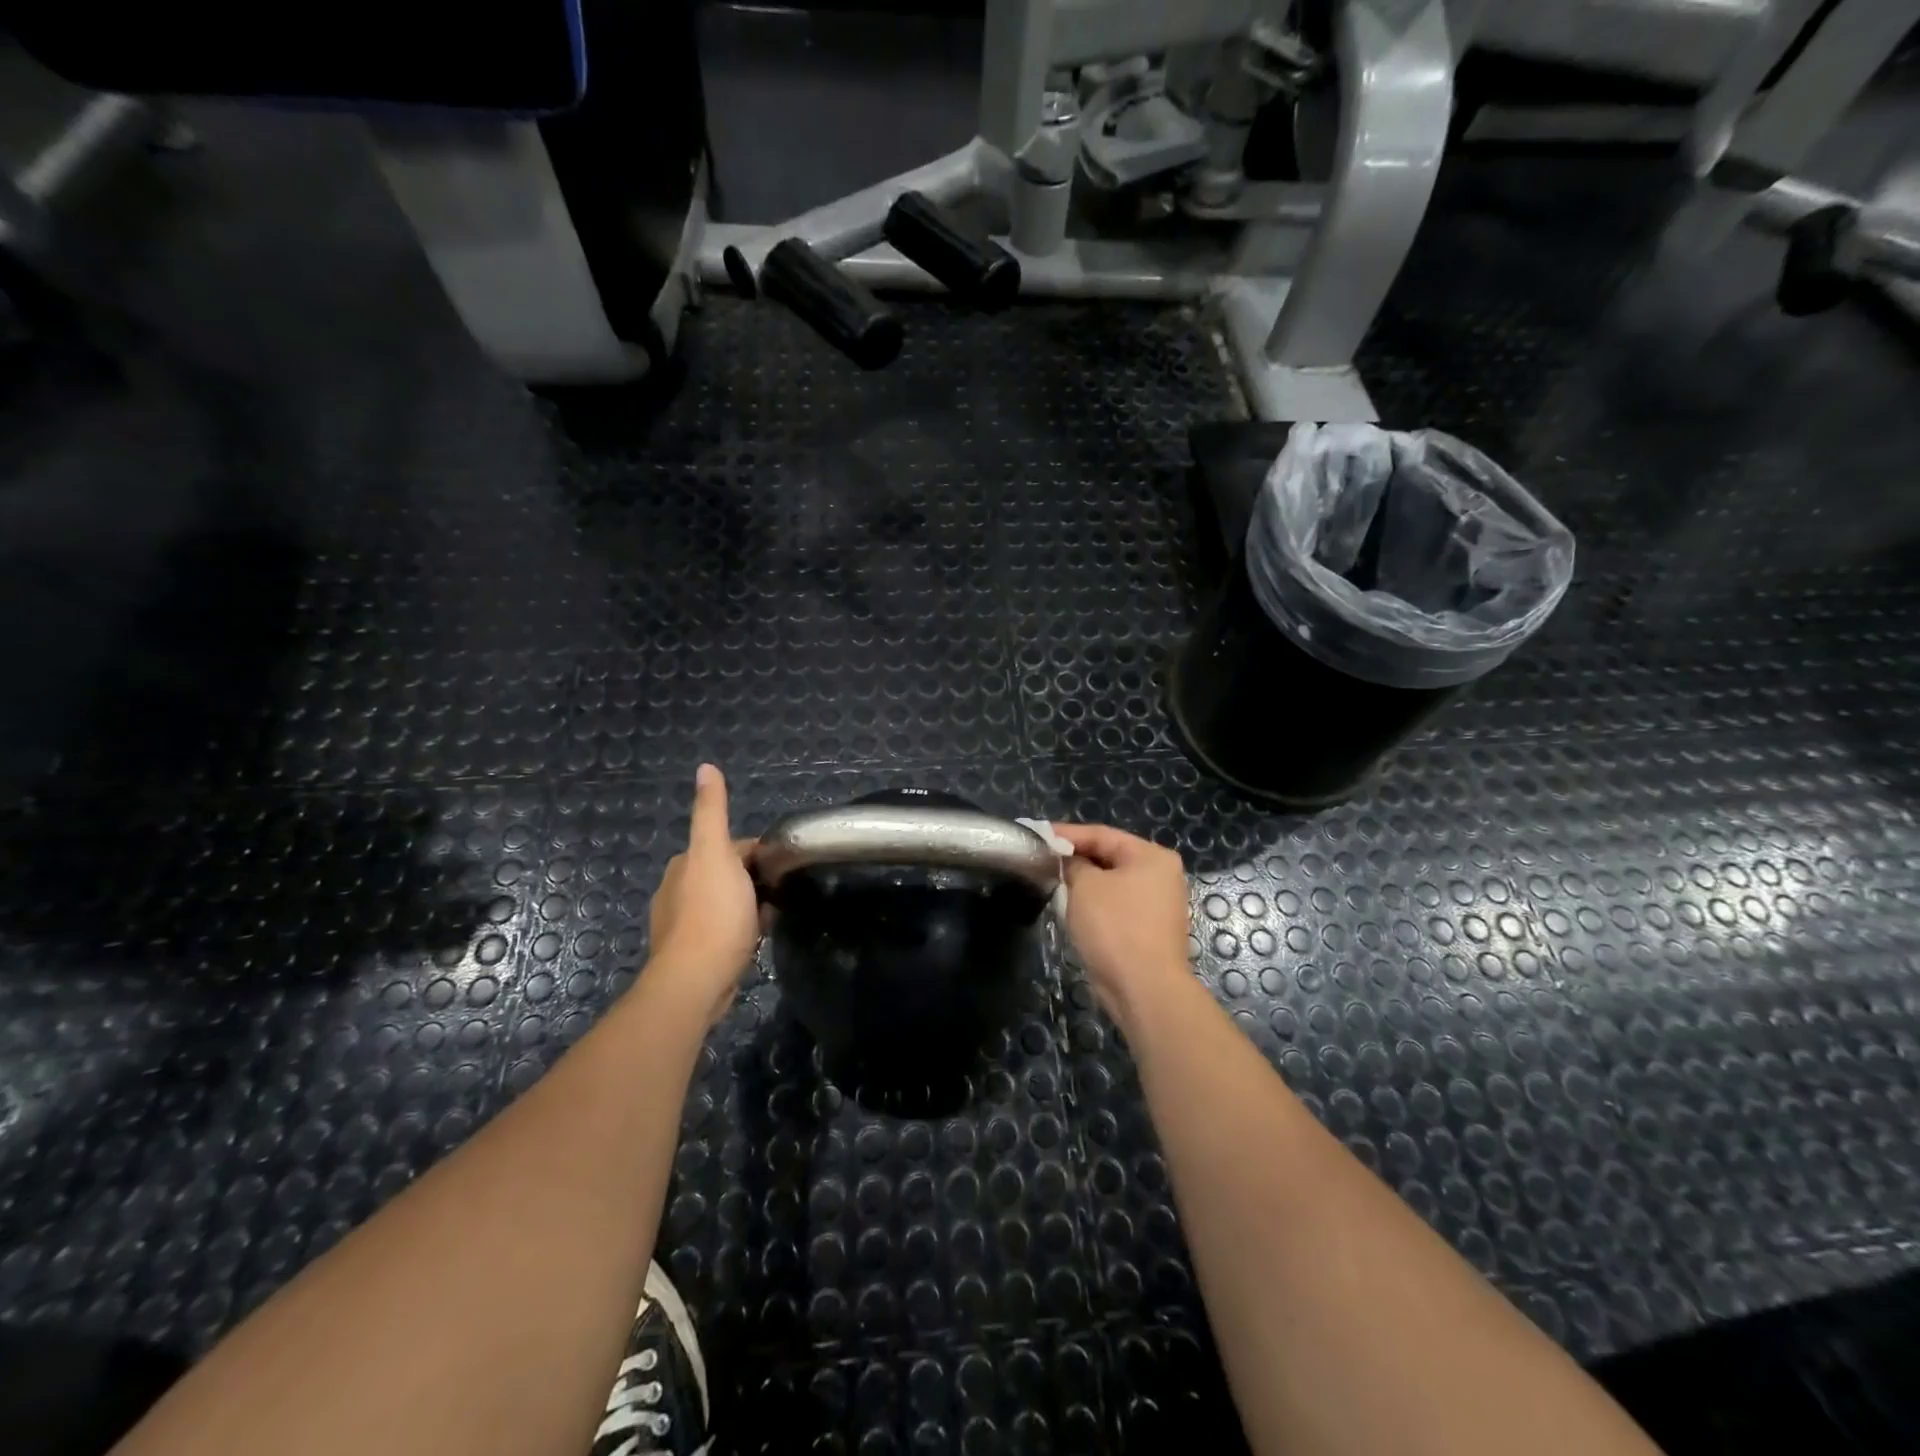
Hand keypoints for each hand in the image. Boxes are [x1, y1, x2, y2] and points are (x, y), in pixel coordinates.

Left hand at [649, 764, 761, 1026]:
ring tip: (772, 916)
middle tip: (781, 893)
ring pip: (727, 903)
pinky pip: (724, 930)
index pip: (729, 847)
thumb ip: (712, 812)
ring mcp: (683, 924)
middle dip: (754, 880)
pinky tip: (755, 938)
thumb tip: (705, 767)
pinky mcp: (693, 953)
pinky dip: (741, 929)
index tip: (782, 866)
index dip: (758, 853)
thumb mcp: (715, 854)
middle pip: (728, 874)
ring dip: (749, 906)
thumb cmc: (713, 914)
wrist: (696, 980)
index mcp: (683, 864)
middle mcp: (677, 890)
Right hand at [1054, 824, 1193, 1030]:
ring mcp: (1158, 905)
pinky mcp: (1149, 930)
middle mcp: (1162, 876)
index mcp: (1152, 857)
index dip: (1067, 834)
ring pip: (1112, 884)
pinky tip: (1072, 909)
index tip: (1037, 835)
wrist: (1144, 989)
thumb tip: (1067, 860)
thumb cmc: (1115, 928)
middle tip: (1043, 858)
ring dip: (1084, 884)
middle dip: (1075, 859)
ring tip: (1053, 881)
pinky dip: (1095, 905)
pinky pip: (1117, 907)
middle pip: (1109, 857)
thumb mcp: (1085, 886)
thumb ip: (1073, 864)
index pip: (1102, 834)